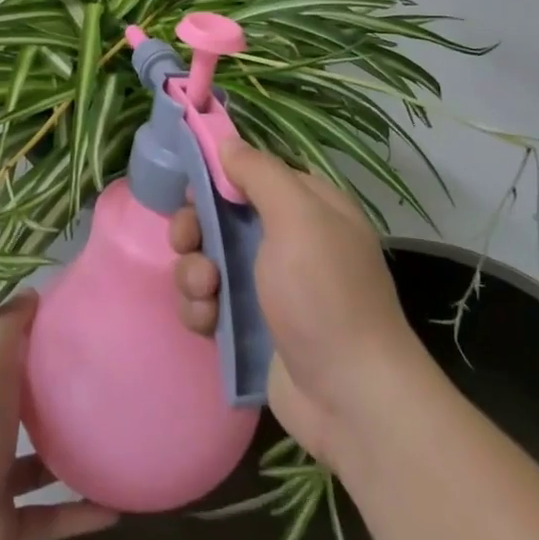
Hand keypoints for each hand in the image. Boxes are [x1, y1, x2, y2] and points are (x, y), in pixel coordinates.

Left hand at [0, 292, 117, 539]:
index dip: (31, 343)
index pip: (4, 361)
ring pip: (37, 466)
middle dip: (52, 401)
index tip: (71, 329)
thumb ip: (7, 331)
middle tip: (100, 385)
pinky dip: (79, 515)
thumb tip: (31, 291)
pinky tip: (115, 510)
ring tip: (111, 444)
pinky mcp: (9, 525)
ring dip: (68, 459)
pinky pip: (51, 517)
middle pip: (20, 410)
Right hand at [171, 141, 432, 470]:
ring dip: (194, 272)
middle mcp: (286, 240)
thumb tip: (227, 142)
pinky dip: (200, 308)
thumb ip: (260, 174)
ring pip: (207, 259)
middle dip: (195, 227)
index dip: (218, 175)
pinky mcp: (248, 325)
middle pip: (220, 216)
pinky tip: (208, 322)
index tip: (191, 184)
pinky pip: (207, 301)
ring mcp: (266, 286)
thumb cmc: (324, 295)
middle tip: (188, 241)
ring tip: (206, 292)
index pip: (253, 173)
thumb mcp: (298, 219)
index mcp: (307, 207)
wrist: (350, 398)